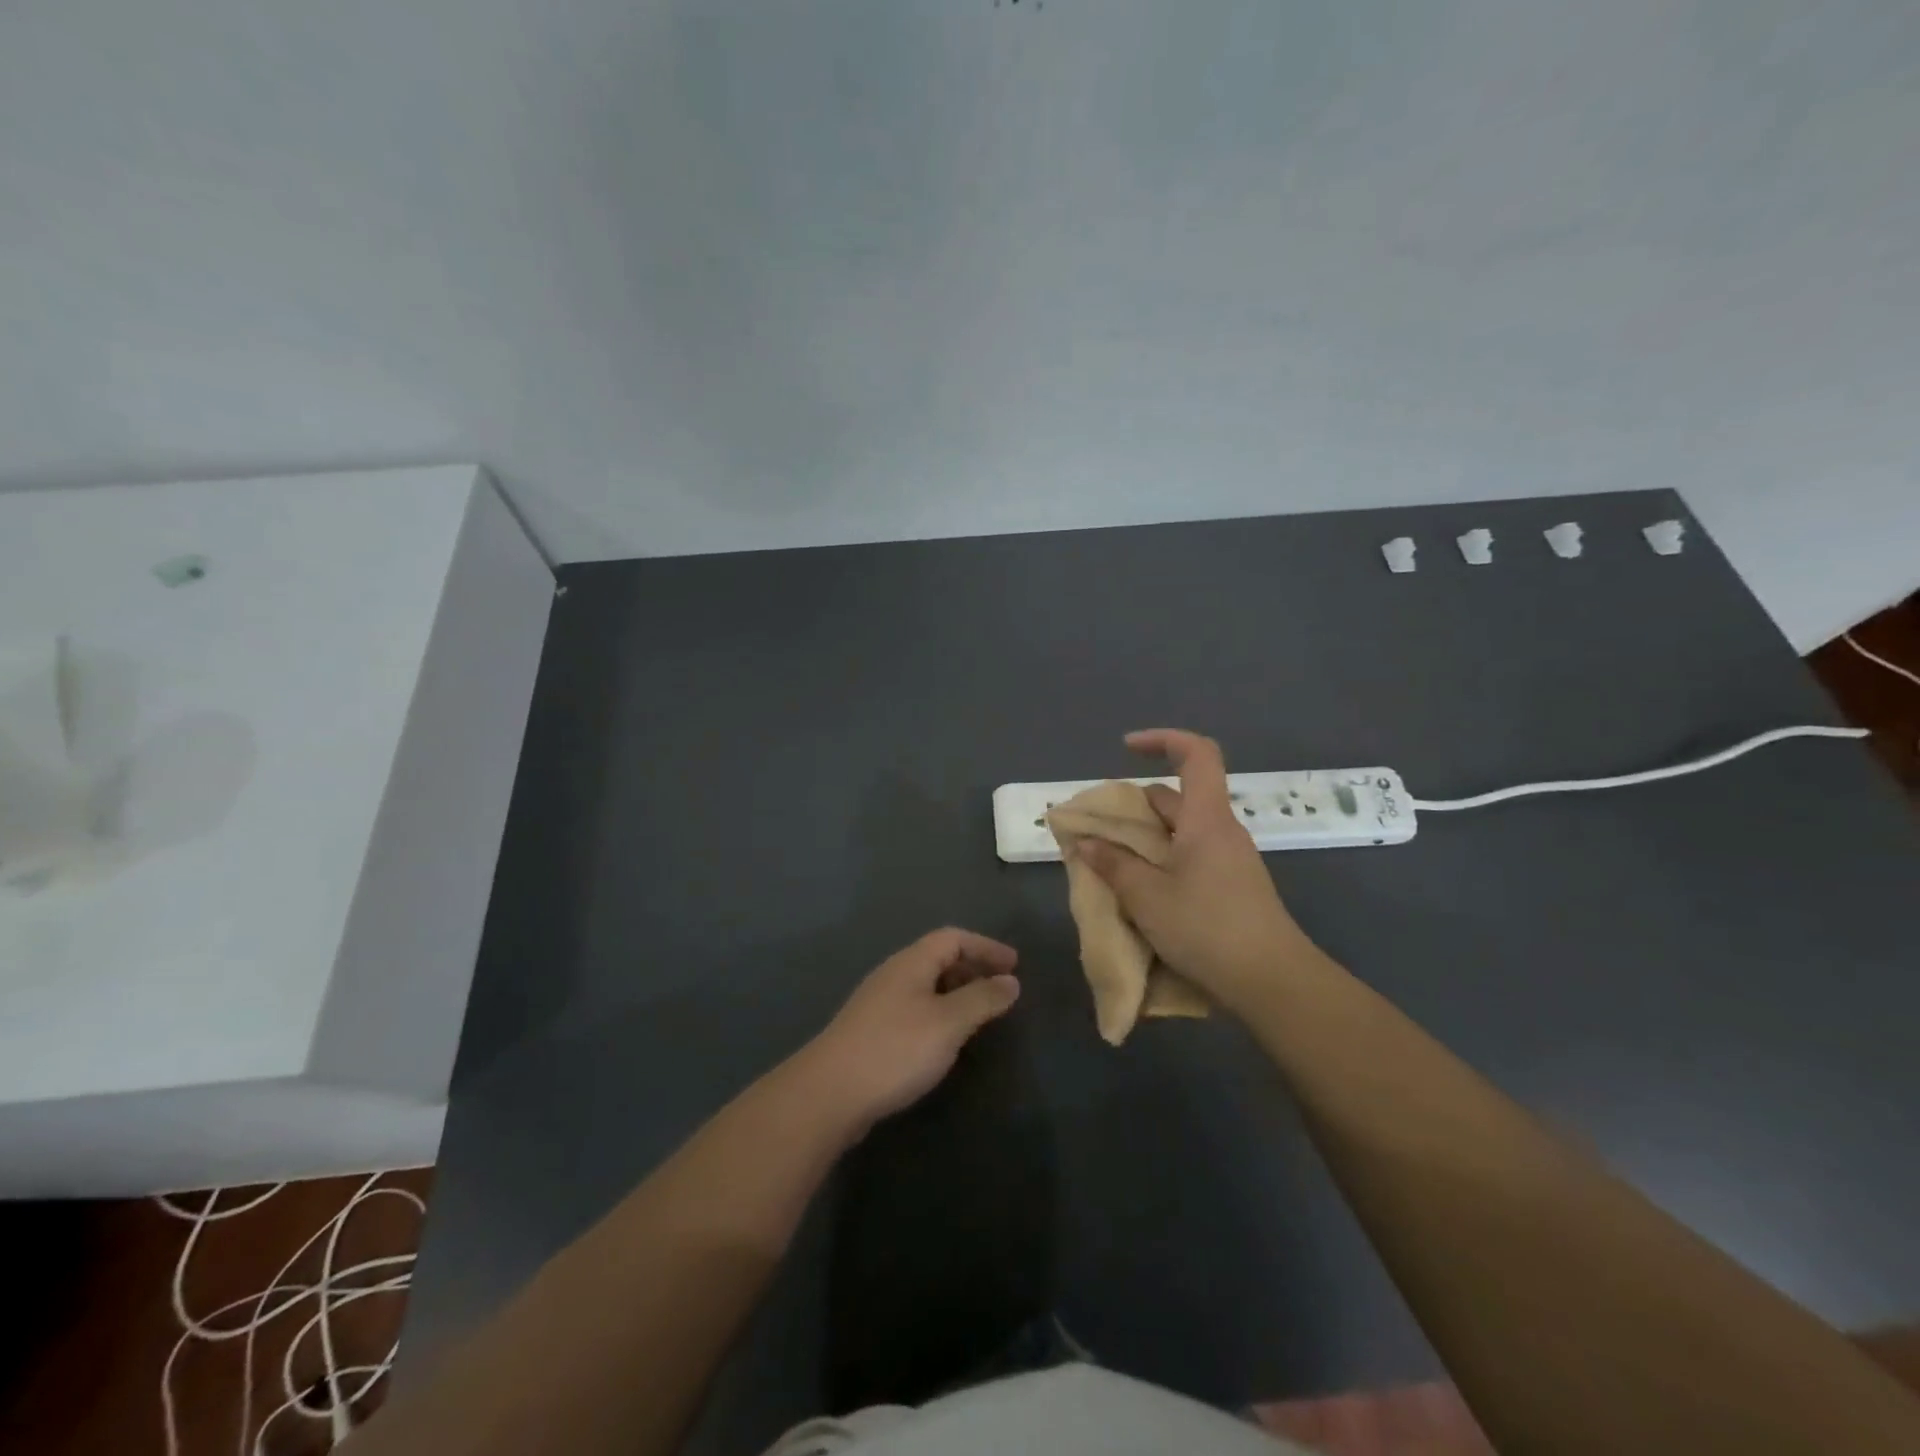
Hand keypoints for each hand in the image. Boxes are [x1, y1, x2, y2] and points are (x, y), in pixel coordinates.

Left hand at [794, 928, 1020, 1136]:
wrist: (829, 1094)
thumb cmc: (895, 1049)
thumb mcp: (948, 1023)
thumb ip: (982, 999)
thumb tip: (1011, 981)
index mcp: (911, 963)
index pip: (953, 938)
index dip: (986, 947)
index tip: (1015, 966)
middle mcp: (893, 975)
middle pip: (938, 958)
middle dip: (973, 969)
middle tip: (1001, 992)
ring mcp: (879, 1003)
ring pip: (926, 986)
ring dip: (956, 994)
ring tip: (979, 1017)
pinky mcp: (871, 1032)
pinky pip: (915, 1009)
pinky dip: (939, 1015)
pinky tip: (945, 1041)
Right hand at [1076, 729, 1319, 1016]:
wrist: (1273, 982)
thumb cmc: (1207, 928)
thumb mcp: (1147, 897)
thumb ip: (1113, 864)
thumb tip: (1086, 842)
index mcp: (1206, 818)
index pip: (1196, 753)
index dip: (1162, 739)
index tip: (1126, 748)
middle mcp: (1221, 830)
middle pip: (1179, 797)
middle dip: (1136, 805)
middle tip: (1100, 829)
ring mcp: (1230, 860)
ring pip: (1182, 831)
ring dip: (1146, 838)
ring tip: (1111, 863)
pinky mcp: (1232, 887)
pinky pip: (1190, 858)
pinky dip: (1161, 861)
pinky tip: (1141, 891)